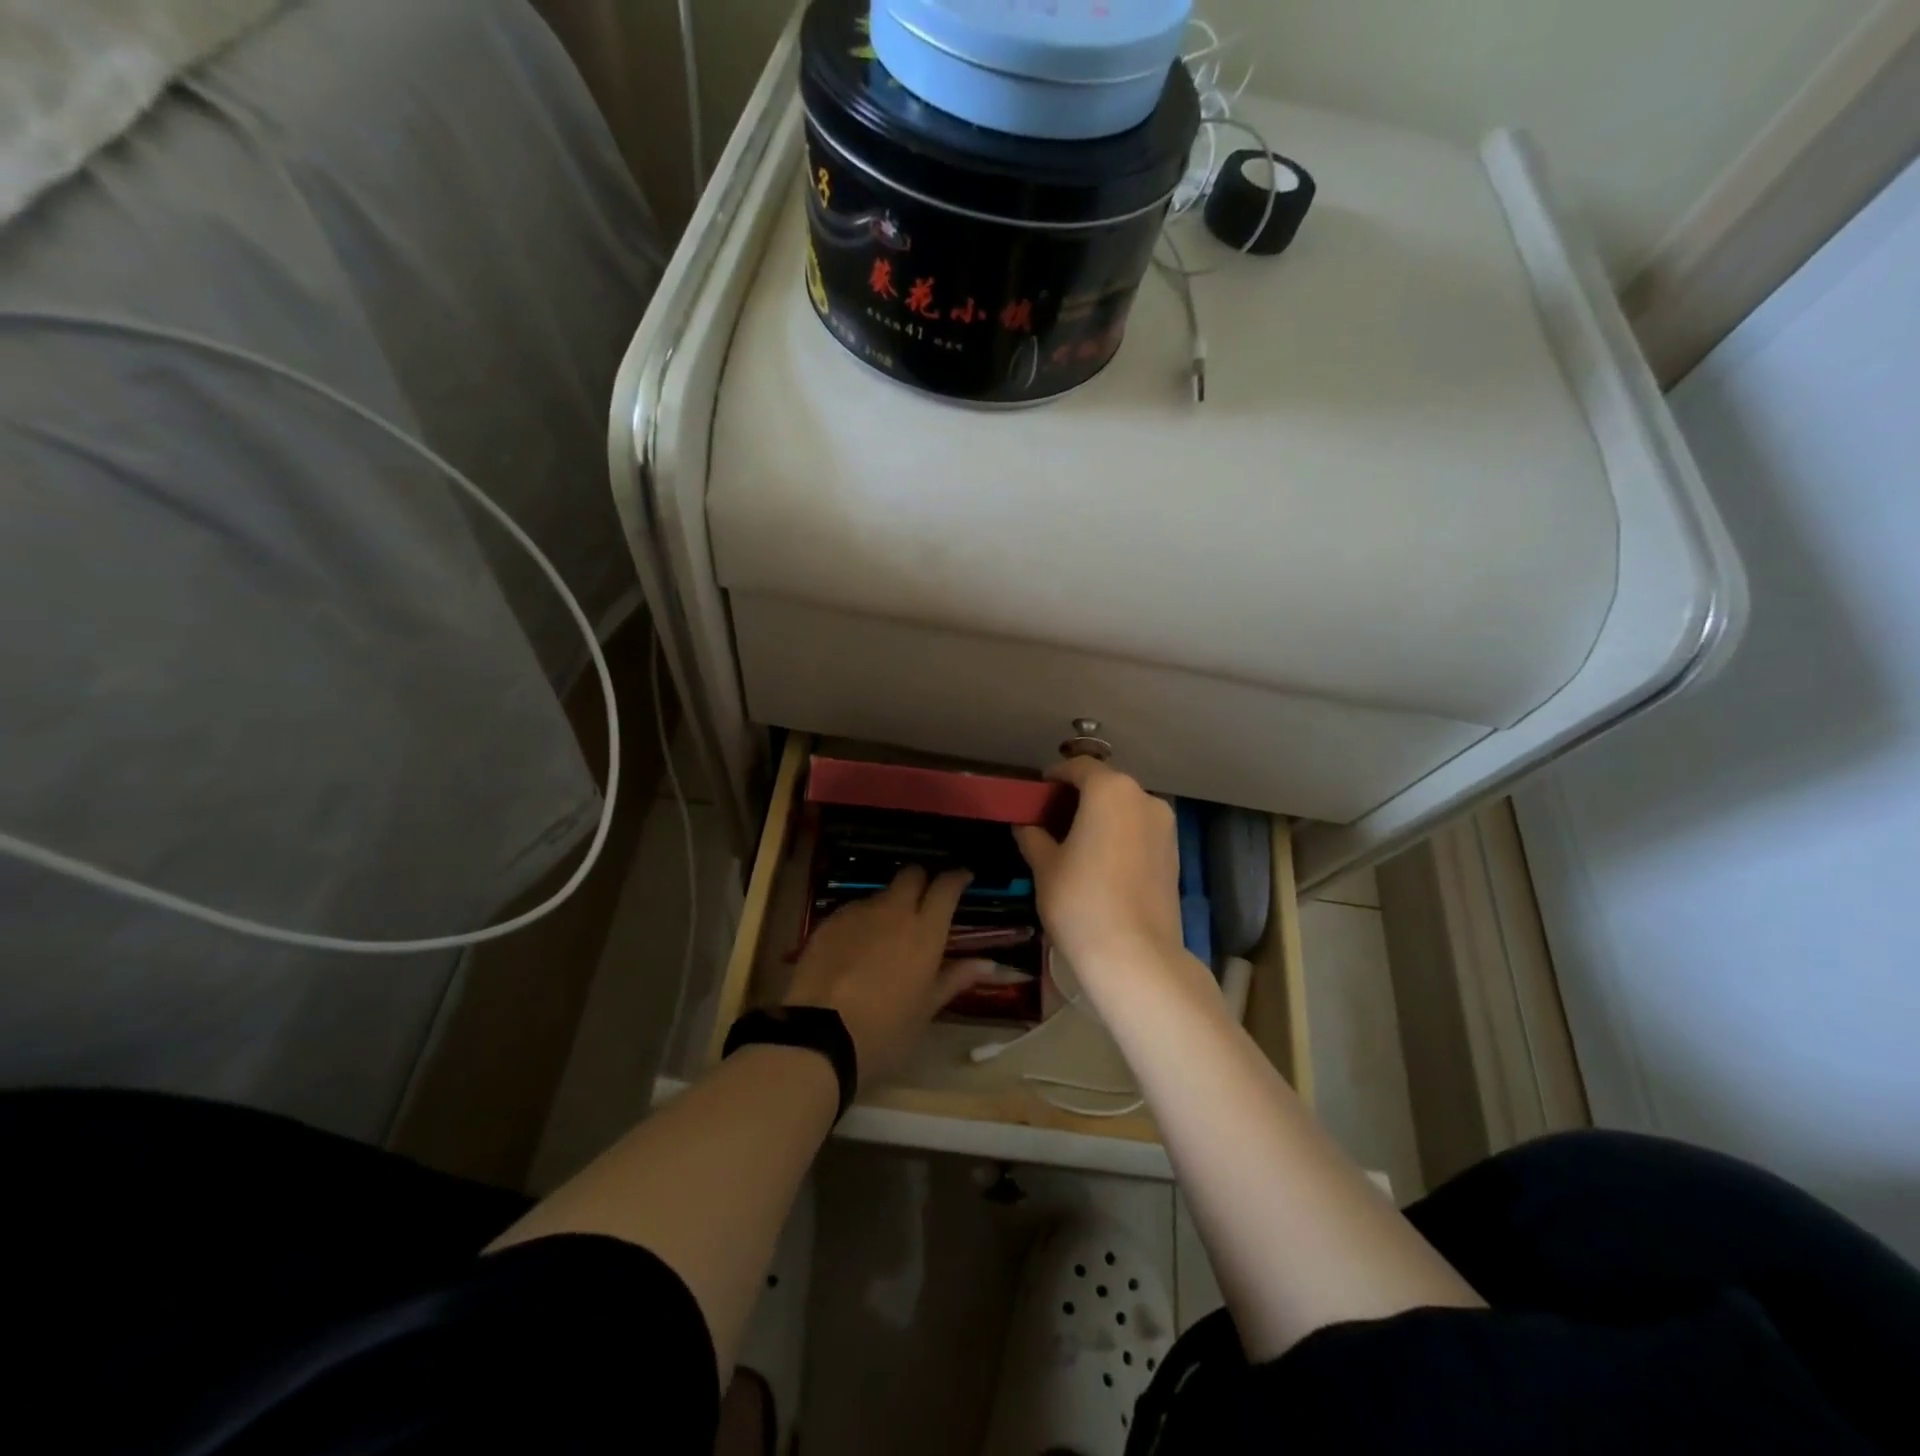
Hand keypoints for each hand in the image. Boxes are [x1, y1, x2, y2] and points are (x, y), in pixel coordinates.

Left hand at [784, 866, 988, 1089]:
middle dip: (922, 880)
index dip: (957, 878)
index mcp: (925, 931)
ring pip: (881, 893)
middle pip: (911, 875)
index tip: (964, 878)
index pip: (946, 886)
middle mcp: (893, 911)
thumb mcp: (926, 1010)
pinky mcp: (828, 922)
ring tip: (887, 934)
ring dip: (889, 905)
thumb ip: (956, 978)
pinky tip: (856, 948)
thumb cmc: (884, 1030)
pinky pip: (853, 910)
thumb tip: (990, 963)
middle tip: (925, 901)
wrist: (818, 1038)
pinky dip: (862, 921)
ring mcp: (858, 913)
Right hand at [1013, 758, 1187, 981]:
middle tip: (1050, 821)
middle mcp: (1144, 798)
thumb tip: (1025, 824)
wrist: (1135, 955)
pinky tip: (1100, 862)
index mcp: (1110, 790)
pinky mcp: (1174, 854)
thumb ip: (1032, 835)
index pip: (1078, 767)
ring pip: (1125, 808)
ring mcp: (1165, 826)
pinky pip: (1139, 831)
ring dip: (1100, 816)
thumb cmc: (1081, 901)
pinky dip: (1119, 835)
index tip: (1035, 796)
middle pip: (1105, 785)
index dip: (1053, 778)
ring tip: (1074, 844)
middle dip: (1077, 797)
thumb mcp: (1044, 866)